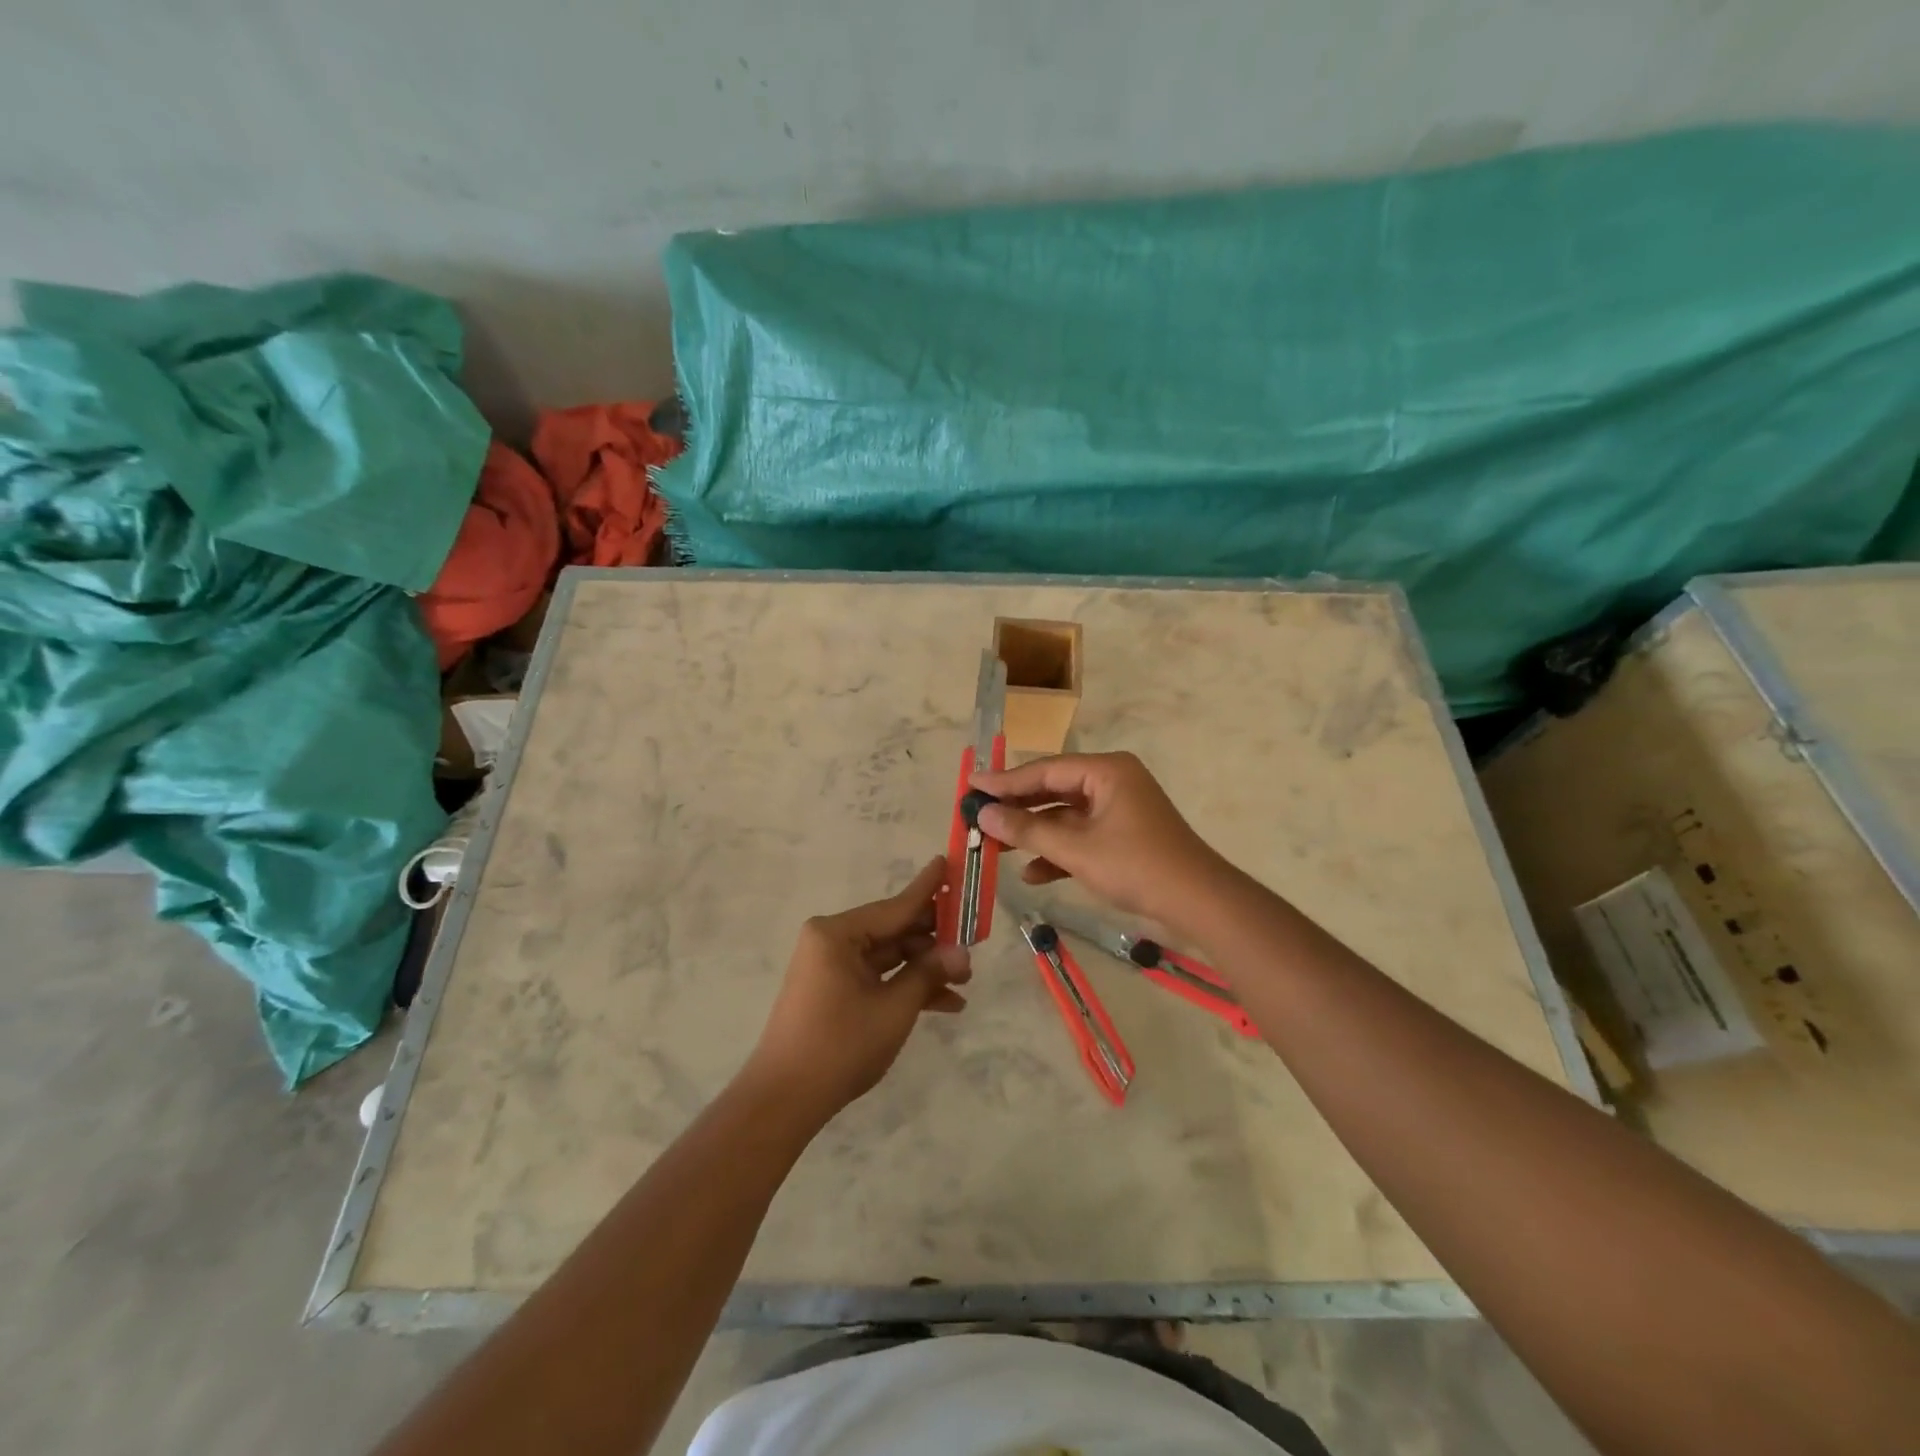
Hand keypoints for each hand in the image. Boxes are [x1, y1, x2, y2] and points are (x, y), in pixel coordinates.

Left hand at [745, 858, 971, 1120]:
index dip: (928, 889)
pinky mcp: (834, 990)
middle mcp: (832, 941)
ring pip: (889, 956)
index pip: (895, 906)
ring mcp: (831, 967)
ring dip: (924, 968)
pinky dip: (905, 987)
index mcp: (837, 933)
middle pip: (893, 930)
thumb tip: (962, 952)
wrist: (785, 1100)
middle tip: (973, 939)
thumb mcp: (894, 1008)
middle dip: (934, 940)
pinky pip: (877, 977)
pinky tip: (944, 1004)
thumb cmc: (840, 1045)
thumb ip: (928, 973)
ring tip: (964, 982)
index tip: (948, 861)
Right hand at [970, 752, 1230, 924]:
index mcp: (1106, 771)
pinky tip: (1032, 874)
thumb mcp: (1076, 849)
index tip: (971, 785)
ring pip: (1065, 816)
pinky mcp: (1122, 835)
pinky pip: (1081, 836)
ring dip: (1035, 833)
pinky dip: (1058, 852)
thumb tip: (983, 813)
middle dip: (1017, 808)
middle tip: (978, 815)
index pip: (1045, 770)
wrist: (1198, 903)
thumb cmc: (1136, 866)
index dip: (1005, 780)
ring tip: (996, 846)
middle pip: (1053, 790)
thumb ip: (1027, 830)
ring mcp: (1119, 809)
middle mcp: (1112, 781)